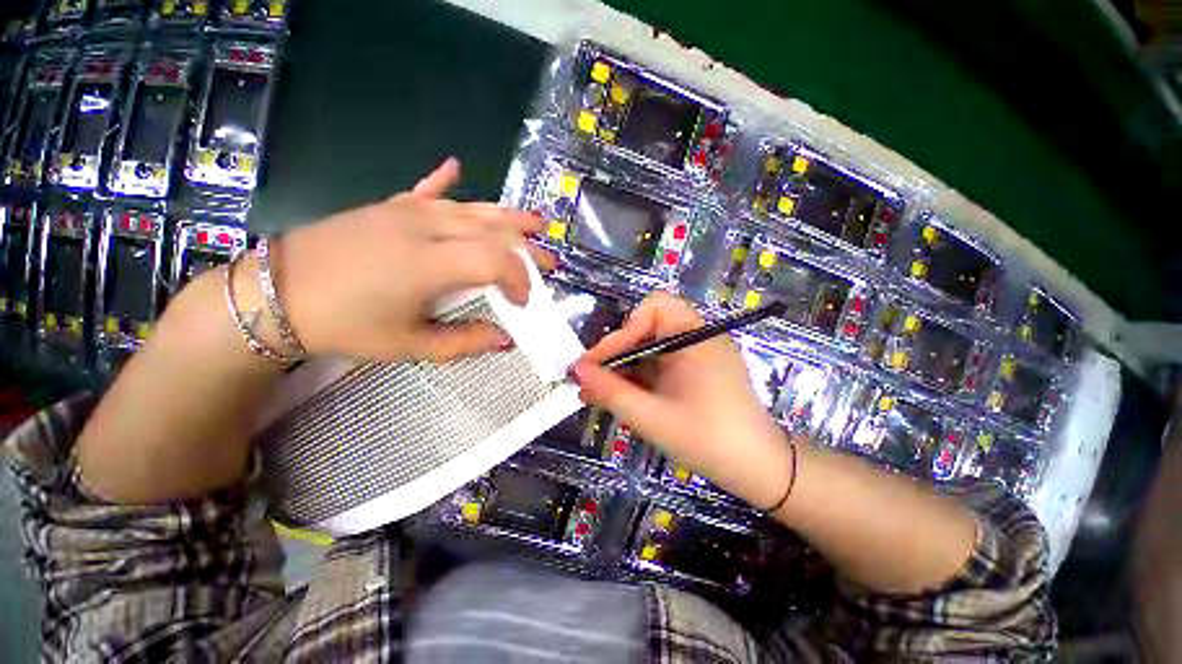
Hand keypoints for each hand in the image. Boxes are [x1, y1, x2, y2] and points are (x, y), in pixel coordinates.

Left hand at [276, 158, 553, 361]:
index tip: (524, 302)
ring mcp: (406, 211)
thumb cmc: (346, 325)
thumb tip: (505, 340)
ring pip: (471, 209)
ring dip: (508, 215)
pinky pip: (426, 190)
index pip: (497, 260)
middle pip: (493, 230)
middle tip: (548, 261)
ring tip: (536, 220)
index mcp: (431, 263)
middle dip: (527, 247)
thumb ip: (464, 342)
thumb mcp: (410, 345)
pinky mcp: (389, 206)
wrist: (276, 293)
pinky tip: (457, 167)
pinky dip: (445, 180)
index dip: (520, 279)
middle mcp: (426, 227)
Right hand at [570, 293, 792, 509]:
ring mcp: (696, 354)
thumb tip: (577, 372)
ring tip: (596, 392)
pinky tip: (619, 397)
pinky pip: (659, 364)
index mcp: (696, 337)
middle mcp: (697, 337)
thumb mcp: (653, 417)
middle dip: (617, 350)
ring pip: (649, 347)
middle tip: (593, 377)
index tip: (595, 364)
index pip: (651, 311)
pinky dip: (637, 377)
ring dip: (623, 366)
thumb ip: (611, 392)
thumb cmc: (708, 441)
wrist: (759, 470)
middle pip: (648, 326)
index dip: (620, 334)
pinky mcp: (694, 371)